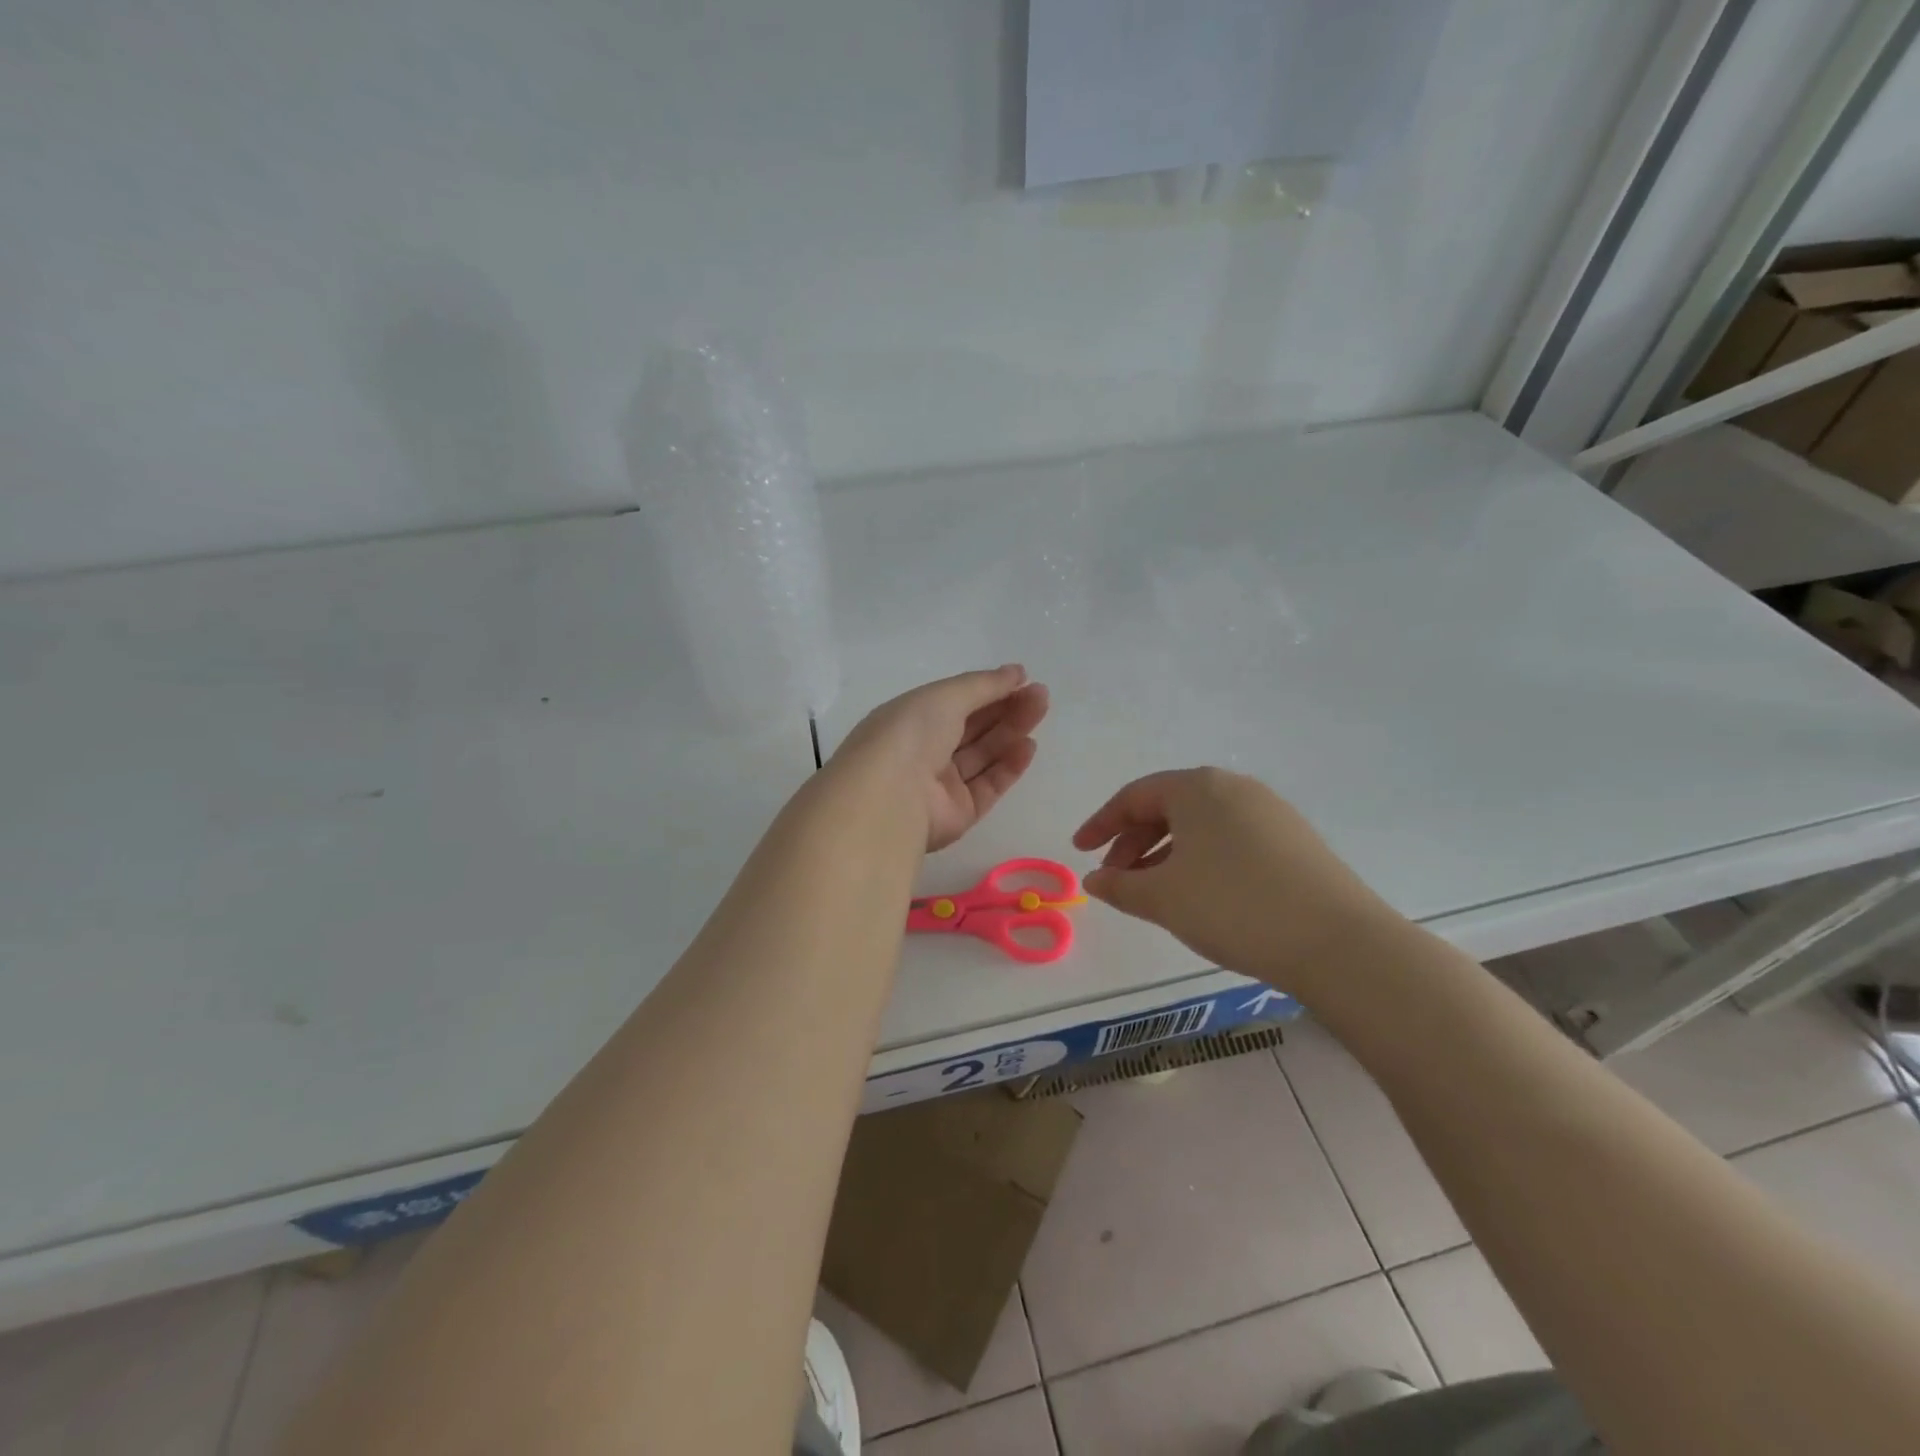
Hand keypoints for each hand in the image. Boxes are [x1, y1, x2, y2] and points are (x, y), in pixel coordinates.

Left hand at [832, 665, 1049, 851]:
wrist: (891, 796)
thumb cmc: (911, 734)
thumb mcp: (946, 696)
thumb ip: (984, 684)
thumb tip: (1017, 672)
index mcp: (911, 720)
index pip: (956, 702)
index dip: (988, 690)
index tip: (1022, 679)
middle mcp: (925, 751)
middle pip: (973, 728)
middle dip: (1006, 709)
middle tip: (1040, 695)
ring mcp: (941, 785)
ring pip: (984, 755)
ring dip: (1012, 732)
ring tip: (1041, 710)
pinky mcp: (959, 813)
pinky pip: (988, 786)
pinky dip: (1009, 766)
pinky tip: (1029, 746)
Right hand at [1073, 768, 1399, 990]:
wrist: (1338, 942)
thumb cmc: (1233, 907)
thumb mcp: (1163, 899)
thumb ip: (1120, 886)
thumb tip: (1094, 881)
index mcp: (1197, 788)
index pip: (1134, 796)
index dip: (1101, 824)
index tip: (1081, 853)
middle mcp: (1234, 788)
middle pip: (1168, 807)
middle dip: (1134, 842)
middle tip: (1116, 879)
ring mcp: (1270, 812)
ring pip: (1201, 826)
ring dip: (1167, 854)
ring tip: (1155, 893)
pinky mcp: (1295, 840)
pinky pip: (1231, 840)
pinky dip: (1202, 861)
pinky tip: (1201, 895)